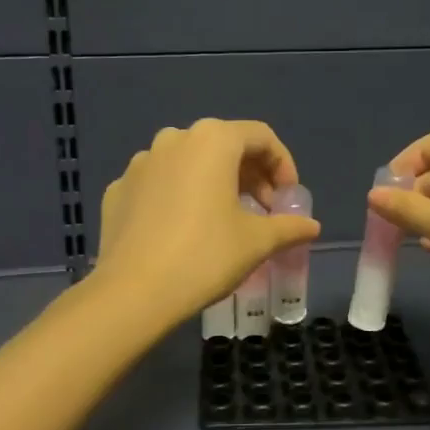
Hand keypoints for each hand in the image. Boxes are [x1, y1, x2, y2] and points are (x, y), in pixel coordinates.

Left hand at [92, 119, 320, 329]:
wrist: (133, 292)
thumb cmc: (205, 256)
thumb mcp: (256, 242)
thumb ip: (288, 227)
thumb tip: (311, 226)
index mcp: (212, 140)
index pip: (260, 136)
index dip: (282, 164)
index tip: (288, 198)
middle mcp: (174, 139)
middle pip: (223, 145)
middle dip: (250, 174)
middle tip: (263, 210)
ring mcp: (140, 163)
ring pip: (188, 162)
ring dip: (213, 182)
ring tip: (224, 218)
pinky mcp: (118, 189)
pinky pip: (158, 184)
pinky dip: (178, 196)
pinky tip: (183, 230)